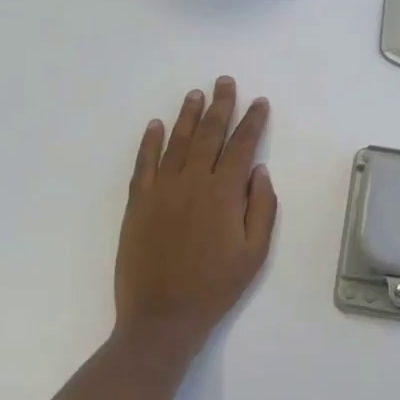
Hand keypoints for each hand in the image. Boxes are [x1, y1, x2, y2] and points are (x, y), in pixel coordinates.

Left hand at [114, 77, 277, 351]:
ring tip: (196, 94)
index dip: (252, 121)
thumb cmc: (215, 287)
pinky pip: (144, 163)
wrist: (162, 317)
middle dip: (221, 105)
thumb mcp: (255, 253)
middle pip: (209, 134)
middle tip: (225, 82)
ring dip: (188, 115)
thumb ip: (261, 208)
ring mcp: (161, 190)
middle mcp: (192, 182)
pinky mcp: (138, 203)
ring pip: (177, 142)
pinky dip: (149, 142)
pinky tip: (155, 125)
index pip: (241, 146)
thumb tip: (258, 170)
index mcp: (224, 194)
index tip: (259, 102)